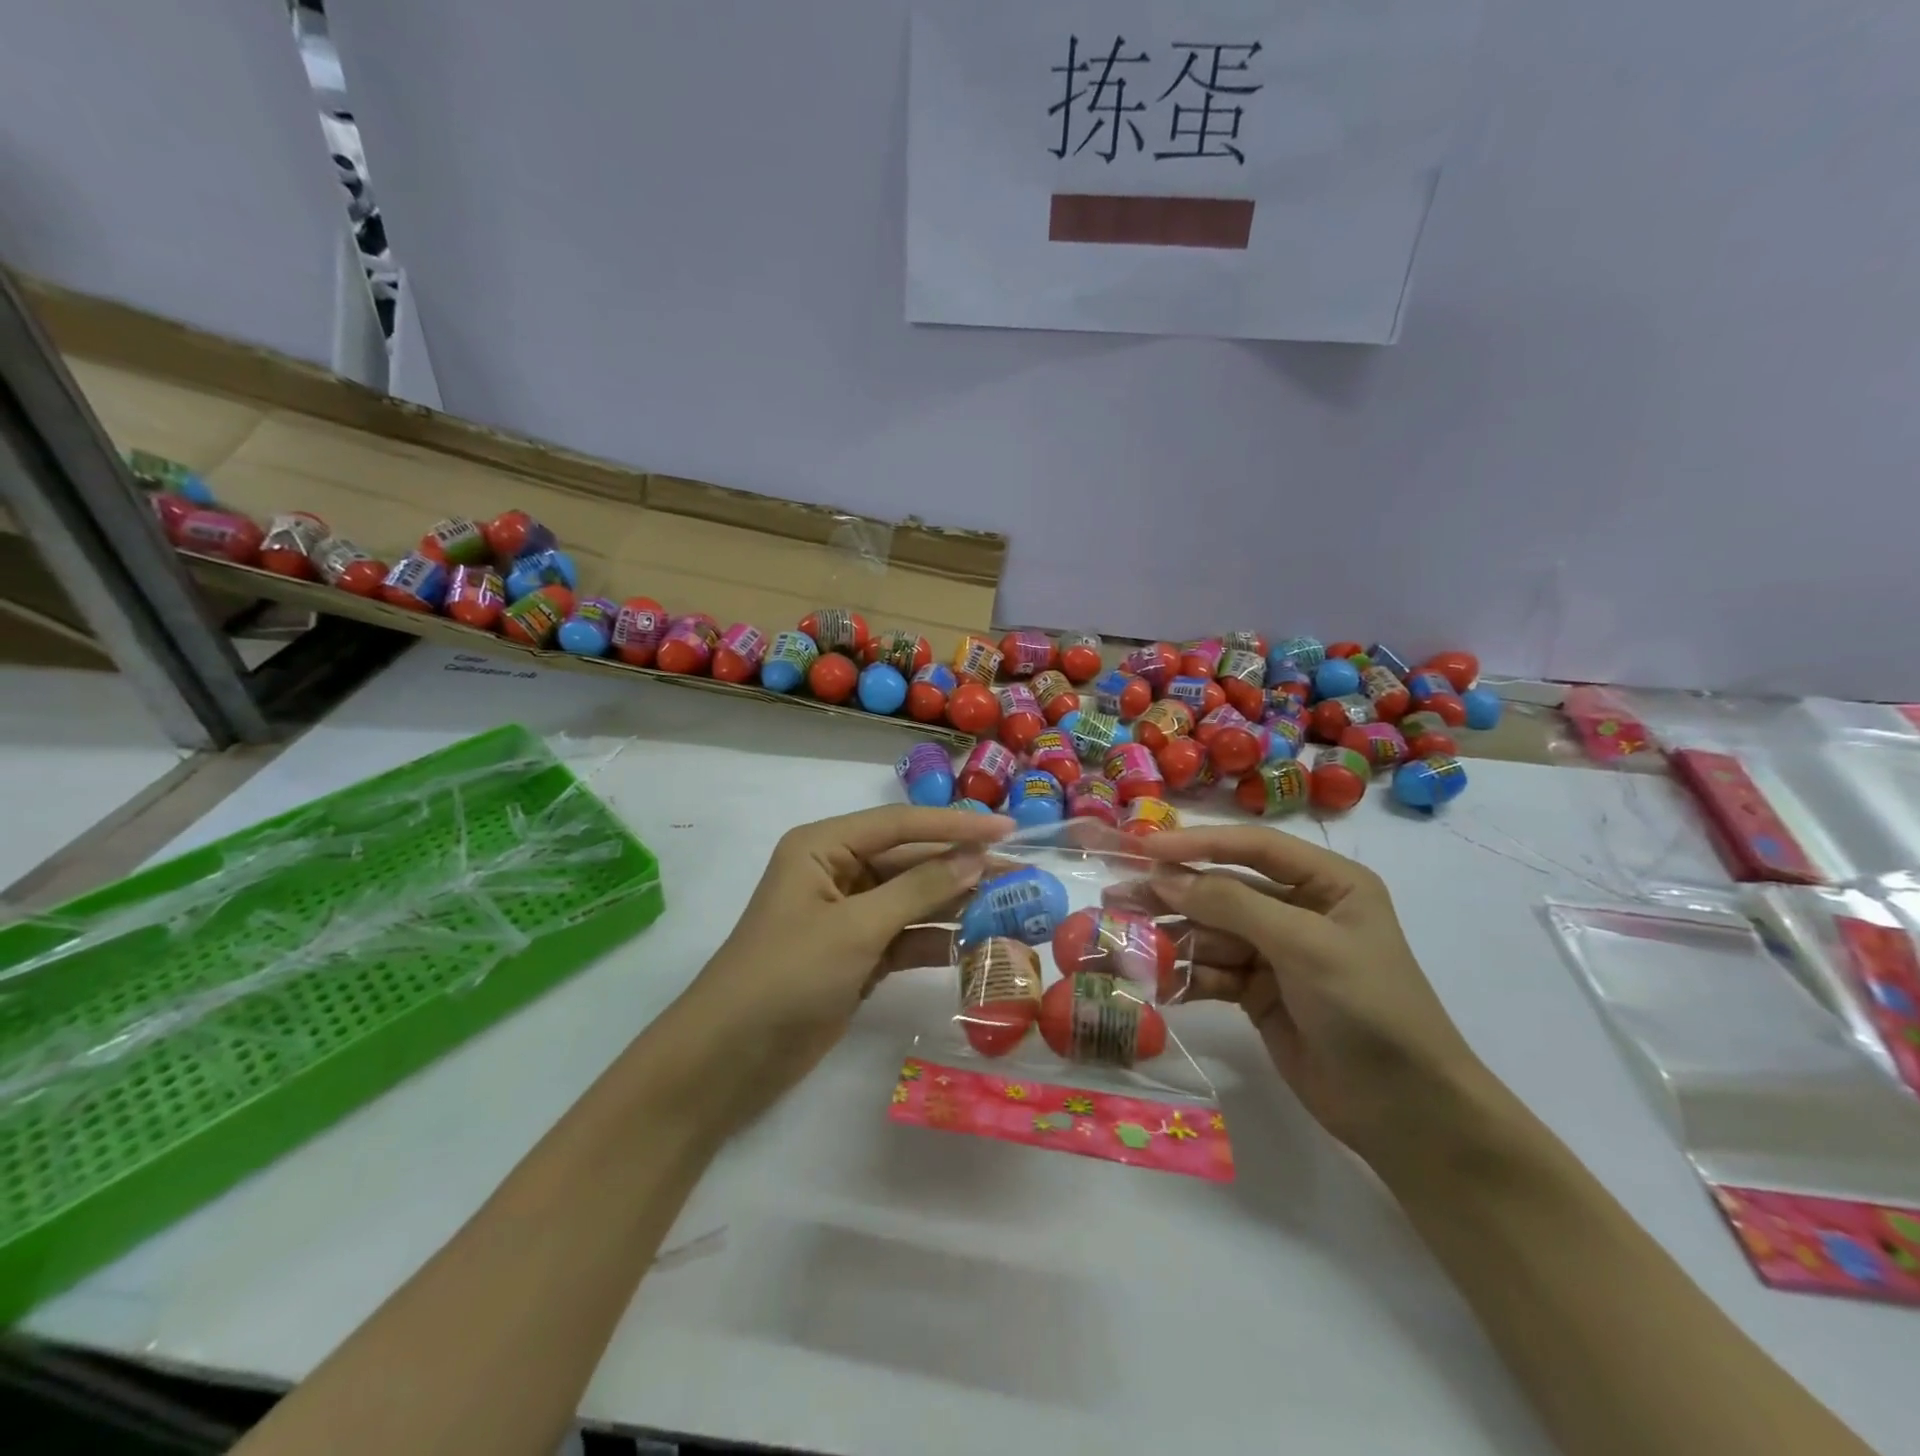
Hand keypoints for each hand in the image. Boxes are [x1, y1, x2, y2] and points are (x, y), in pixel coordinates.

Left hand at [678, 805, 1013, 1122]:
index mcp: (824, 847)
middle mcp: (837, 872)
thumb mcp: (856, 927)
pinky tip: (977, 945)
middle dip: (962, 868)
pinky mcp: (857, 954)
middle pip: (911, 861)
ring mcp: (848, 915)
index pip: (901, 824)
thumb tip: (976, 859)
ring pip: (913, 899)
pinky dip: (937, 939)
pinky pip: (906, 936)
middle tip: (1021, 873)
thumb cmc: (787, 976)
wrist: (730, 1059)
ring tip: (1012, 908)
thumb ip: (919, 890)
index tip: (1008, 830)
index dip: (956, 826)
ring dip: (957, 905)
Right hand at [1130, 825, 1497, 1162]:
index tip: (1144, 848)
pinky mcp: (1259, 993)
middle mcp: (1300, 910)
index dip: (1197, 843)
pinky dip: (1184, 975)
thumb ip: (1231, 904)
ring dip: (1169, 937)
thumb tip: (1163, 876)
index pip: (1253, 848)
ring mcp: (1277, 954)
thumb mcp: (1304, 945)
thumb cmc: (1368, 1008)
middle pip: (1223, 890)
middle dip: (1172, 894)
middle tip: (1116, 895)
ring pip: (1211, 933)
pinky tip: (1151, 981)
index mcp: (1327, 883)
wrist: (1408, 1114)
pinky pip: (1212, 972)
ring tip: (1121, 939)